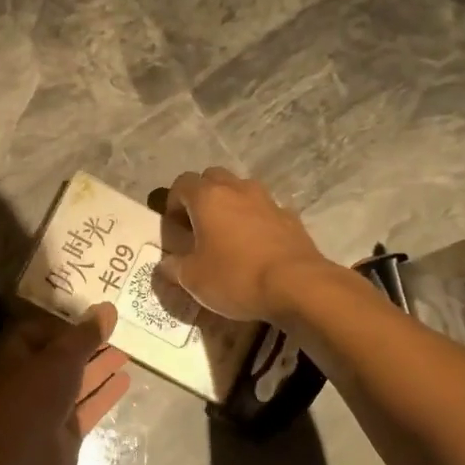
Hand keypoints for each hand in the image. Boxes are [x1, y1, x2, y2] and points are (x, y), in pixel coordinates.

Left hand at [0, 303, 130, 464]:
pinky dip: (105, 394)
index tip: (92, 320)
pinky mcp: (65, 431)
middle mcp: (30, 378)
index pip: (40, 331)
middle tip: (117, 334)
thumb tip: (108, 308)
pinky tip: (126, 381)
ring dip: (99, 368)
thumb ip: (86, 335)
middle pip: (62, 357)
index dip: (65, 325)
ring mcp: (47, 407)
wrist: (20, 458)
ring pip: (77, 382)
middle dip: (88, 347)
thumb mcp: (62, 358)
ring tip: (127, 354)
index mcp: (17, 354)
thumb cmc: (34, 396)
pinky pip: (87, 407)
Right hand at [158, 167, 328, 321]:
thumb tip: (166, 263)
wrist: (297, 286)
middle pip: (213, 177)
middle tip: (198, 225)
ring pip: (241, 190)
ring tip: (227, 234)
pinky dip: (255, 221)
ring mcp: (268, 201)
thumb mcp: (193, 279)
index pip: (182, 183)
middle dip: (202, 196)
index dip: (173, 202)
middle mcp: (238, 190)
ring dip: (230, 205)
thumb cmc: (235, 277)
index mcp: (208, 198)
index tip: (174, 227)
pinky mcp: (290, 218)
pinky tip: (255, 247)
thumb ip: (174, 267)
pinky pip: (265, 210)